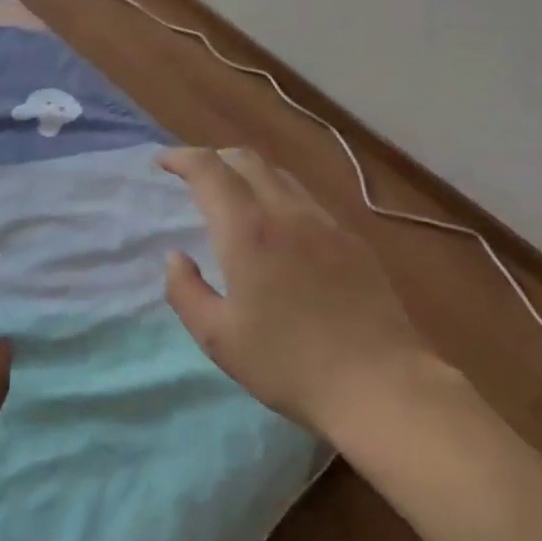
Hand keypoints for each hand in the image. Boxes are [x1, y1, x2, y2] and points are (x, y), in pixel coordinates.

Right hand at [158, 147, 432, 439]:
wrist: (379, 382)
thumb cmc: (288, 365)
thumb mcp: (219, 338)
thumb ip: (186, 292)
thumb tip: (176, 258)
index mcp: (249, 231)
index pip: (209, 170)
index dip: (182, 158)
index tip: (162, 162)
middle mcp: (288, 212)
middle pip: (248, 160)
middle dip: (215, 159)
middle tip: (195, 177)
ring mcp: (326, 223)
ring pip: (281, 177)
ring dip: (249, 176)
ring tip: (234, 199)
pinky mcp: (352, 240)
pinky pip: (307, 202)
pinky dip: (280, 198)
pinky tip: (280, 231)